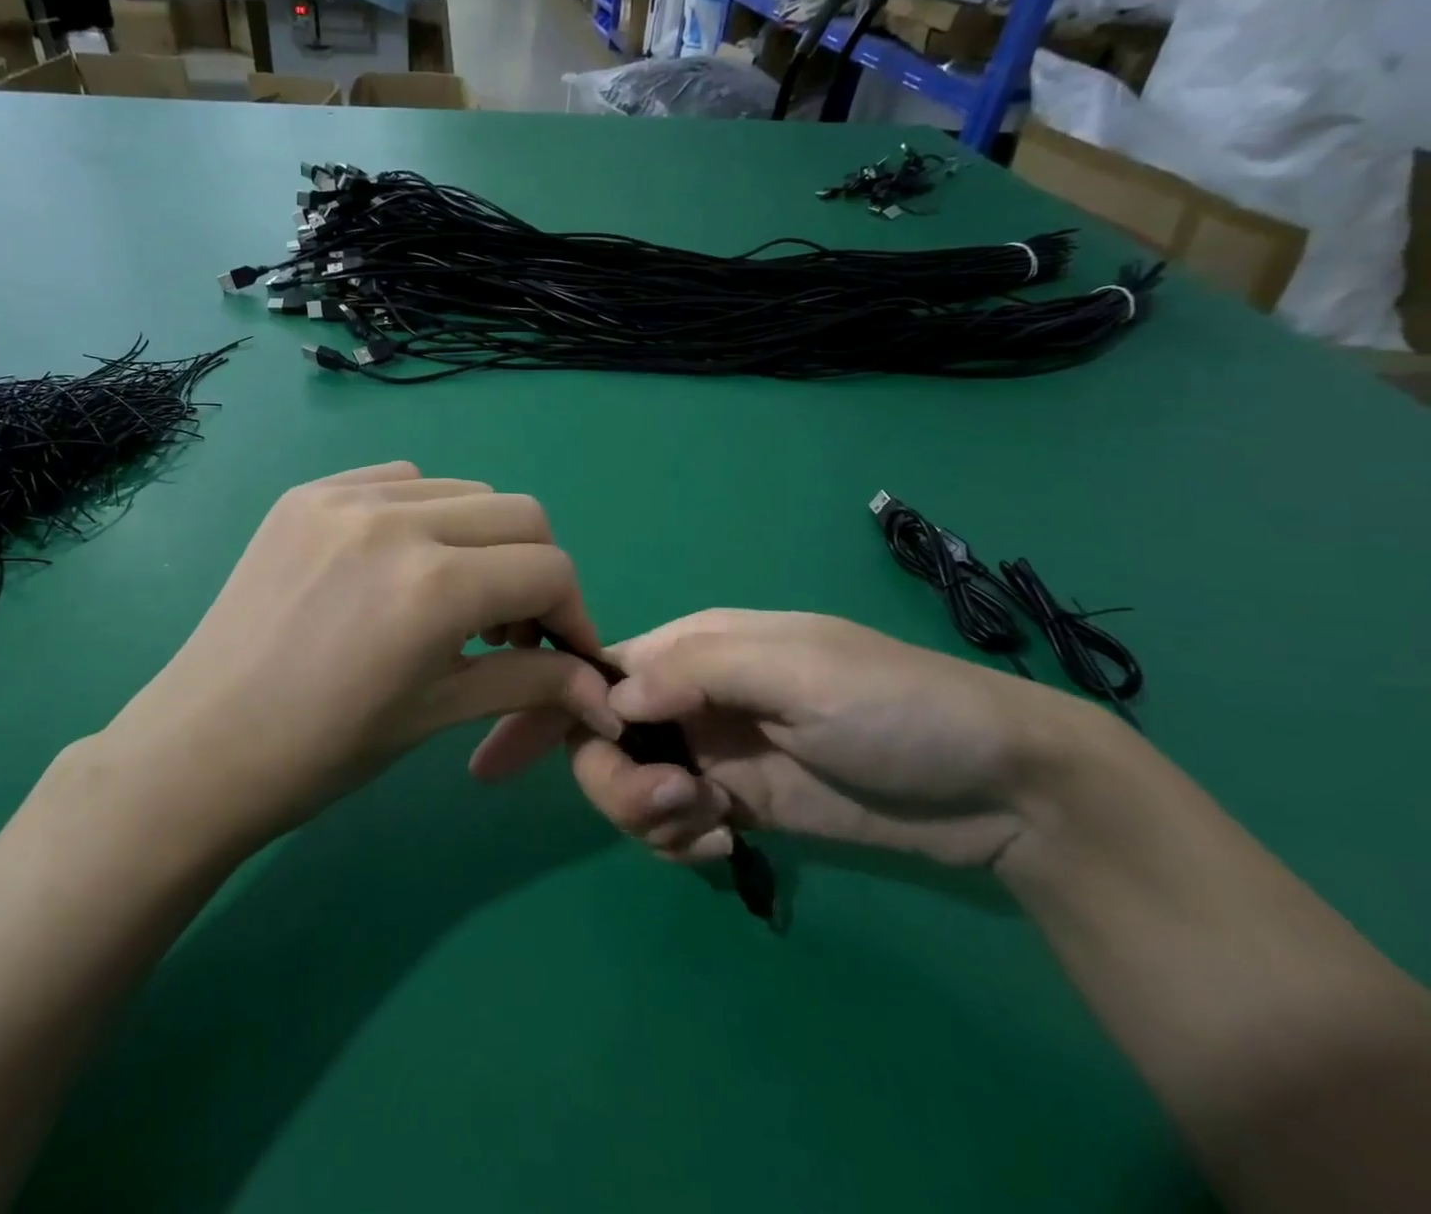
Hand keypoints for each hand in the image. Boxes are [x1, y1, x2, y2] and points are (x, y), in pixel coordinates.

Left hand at [99, 464, 616, 840]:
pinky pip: (398, 480)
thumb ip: (531, 683)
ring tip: (452, 597)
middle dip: (536, 570)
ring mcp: (345, 496)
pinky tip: (399, 565)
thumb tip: (601, 690)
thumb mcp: (439, 713)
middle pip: (520, 515)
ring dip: (482, 540)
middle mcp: (396, 520)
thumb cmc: (323, 751)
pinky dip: (424, 515)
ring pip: (463, 491)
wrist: (200, 748)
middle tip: (511, 627)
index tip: (564, 652)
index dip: (573, 613)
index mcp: (435, 586)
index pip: (550, 570)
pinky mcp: (307, 494)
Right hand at [472, 608, 1113, 869]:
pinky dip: (678, 838)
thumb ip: (692, 671)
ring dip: (648, 814)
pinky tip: (725, 842)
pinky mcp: (734, 804)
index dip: (544, 705)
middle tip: (673, 806)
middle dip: (614, 779)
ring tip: (710, 825)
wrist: (993, 784)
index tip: (498, 756)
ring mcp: (709, 753)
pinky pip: (669, 824)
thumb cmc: (891, 704)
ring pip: (629, 785)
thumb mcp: (792, 669)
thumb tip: (607, 694)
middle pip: (601, 738)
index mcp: (692, 648)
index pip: (595, 670)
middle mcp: (689, 697)